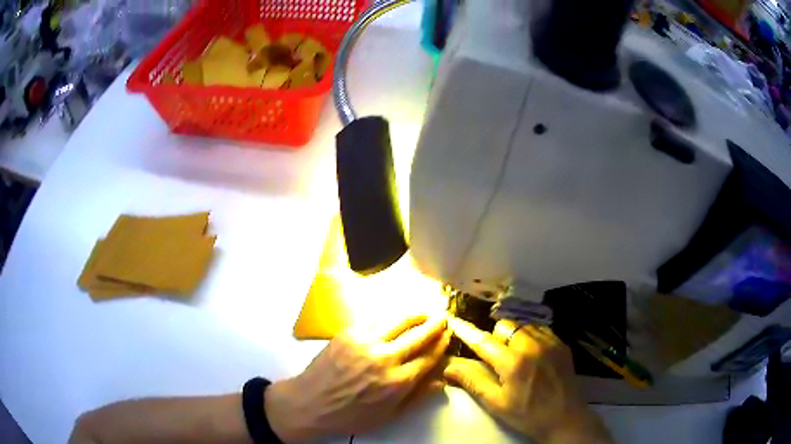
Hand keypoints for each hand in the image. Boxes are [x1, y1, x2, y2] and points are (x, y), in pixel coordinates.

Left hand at [265, 315, 450, 441]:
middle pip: (419, 335)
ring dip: (416, 314)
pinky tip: (396, 317)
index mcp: (397, 382)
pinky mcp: (349, 333)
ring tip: (424, 312)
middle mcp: (385, 358)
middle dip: (436, 325)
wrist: (310, 403)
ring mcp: (365, 342)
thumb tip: (442, 379)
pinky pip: (376, 319)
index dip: (442, 345)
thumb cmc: (350, 416)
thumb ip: (417, 396)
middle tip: (443, 317)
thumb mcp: (388, 416)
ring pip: (399, 320)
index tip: (449, 337)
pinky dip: (391, 316)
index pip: (429, 357)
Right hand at [444, 317, 613, 443]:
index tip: (454, 321)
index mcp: (513, 363)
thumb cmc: (528, 415)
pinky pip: (540, 329)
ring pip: (523, 325)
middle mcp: (532, 346)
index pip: (484, 341)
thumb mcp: (497, 404)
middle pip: (505, 326)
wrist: (565, 418)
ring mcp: (550, 342)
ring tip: (514, 355)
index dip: (467, 331)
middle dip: (495, 337)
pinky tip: (532, 353)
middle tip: (496, 357)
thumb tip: (449, 365)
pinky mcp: (561, 344)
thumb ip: (473, 381)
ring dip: (513, 335)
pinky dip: (530, 336)